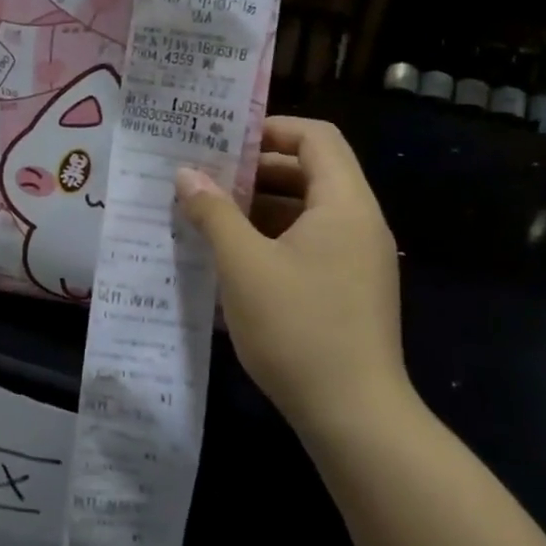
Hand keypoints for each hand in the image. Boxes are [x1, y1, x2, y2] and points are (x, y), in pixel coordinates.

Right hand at [174, 117, 411, 442]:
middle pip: (311, 171)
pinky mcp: (349, 289)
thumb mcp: (243, 264)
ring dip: (260, 206)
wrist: (354, 417)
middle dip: (257, 170)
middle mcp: (359, 224)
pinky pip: (310, 243)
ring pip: (307, 211)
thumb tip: (186, 174)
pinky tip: (232, 257)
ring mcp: (358, 259)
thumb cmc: (298, 328)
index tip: (224, 141)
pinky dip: (272, 237)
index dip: (271, 129)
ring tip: (208, 214)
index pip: (316, 138)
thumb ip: (213, 212)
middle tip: (206, 176)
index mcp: (344, 205)